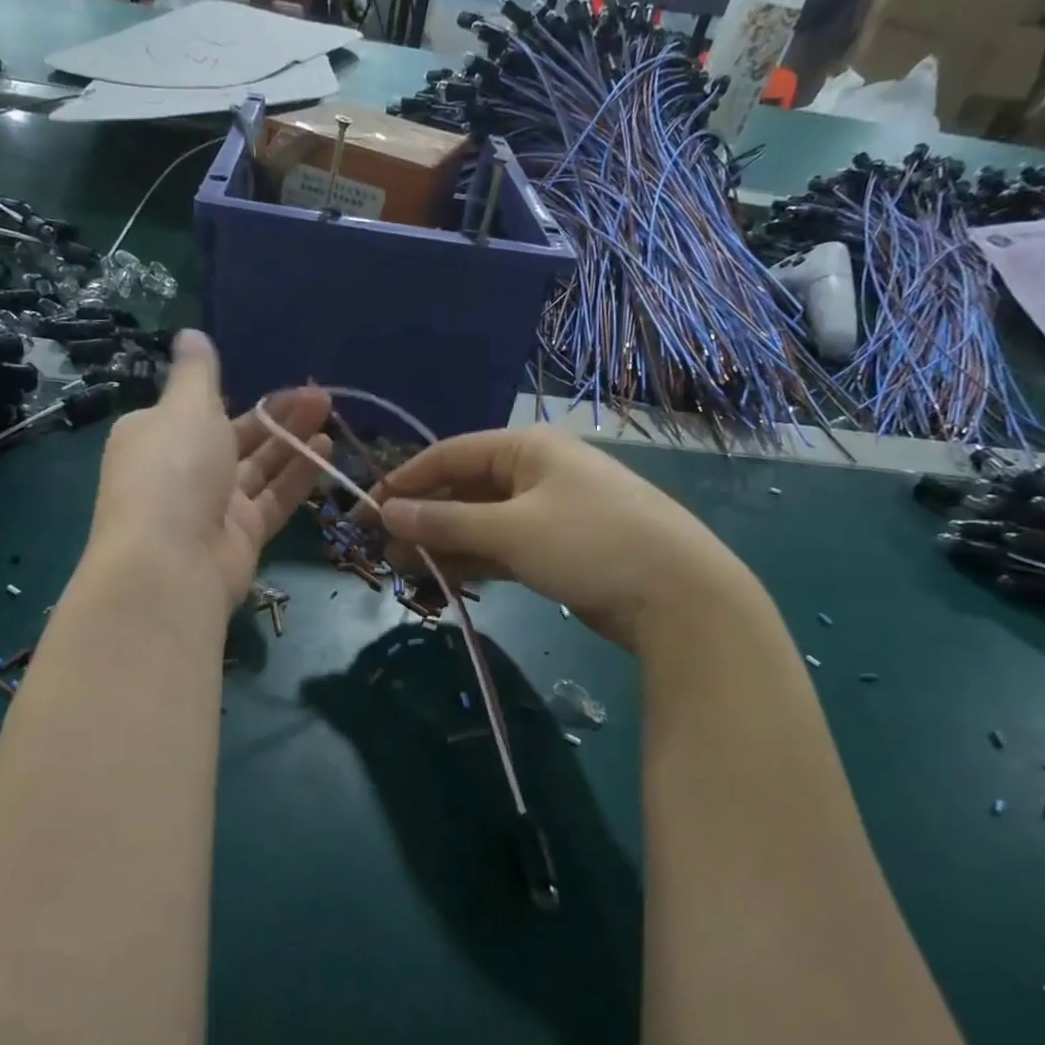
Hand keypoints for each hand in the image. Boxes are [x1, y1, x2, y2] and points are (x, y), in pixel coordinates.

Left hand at [89, 330, 330, 611]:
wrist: (171, 563)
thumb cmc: (173, 470)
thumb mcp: (184, 407)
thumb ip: (196, 372)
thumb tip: (189, 334)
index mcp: (156, 436)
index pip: (197, 410)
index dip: (236, 395)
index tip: (276, 380)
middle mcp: (183, 470)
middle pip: (236, 437)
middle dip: (277, 415)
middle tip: (320, 394)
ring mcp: (214, 506)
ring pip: (260, 466)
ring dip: (293, 440)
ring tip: (329, 412)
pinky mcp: (243, 535)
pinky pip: (274, 498)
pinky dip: (298, 474)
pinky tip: (326, 450)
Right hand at [374, 427, 756, 651]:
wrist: (678, 595)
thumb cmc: (590, 543)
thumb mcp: (511, 529)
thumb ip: (445, 521)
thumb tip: (386, 512)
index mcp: (526, 448)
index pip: (450, 454)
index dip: (405, 480)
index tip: (367, 509)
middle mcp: (535, 472)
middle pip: (463, 489)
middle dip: (422, 517)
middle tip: (380, 548)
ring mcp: (547, 512)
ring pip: (480, 522)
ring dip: (442, 543)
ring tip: (400, 569)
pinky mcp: (556, 548)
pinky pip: (501, 547)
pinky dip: (472, 561)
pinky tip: (440, 579)